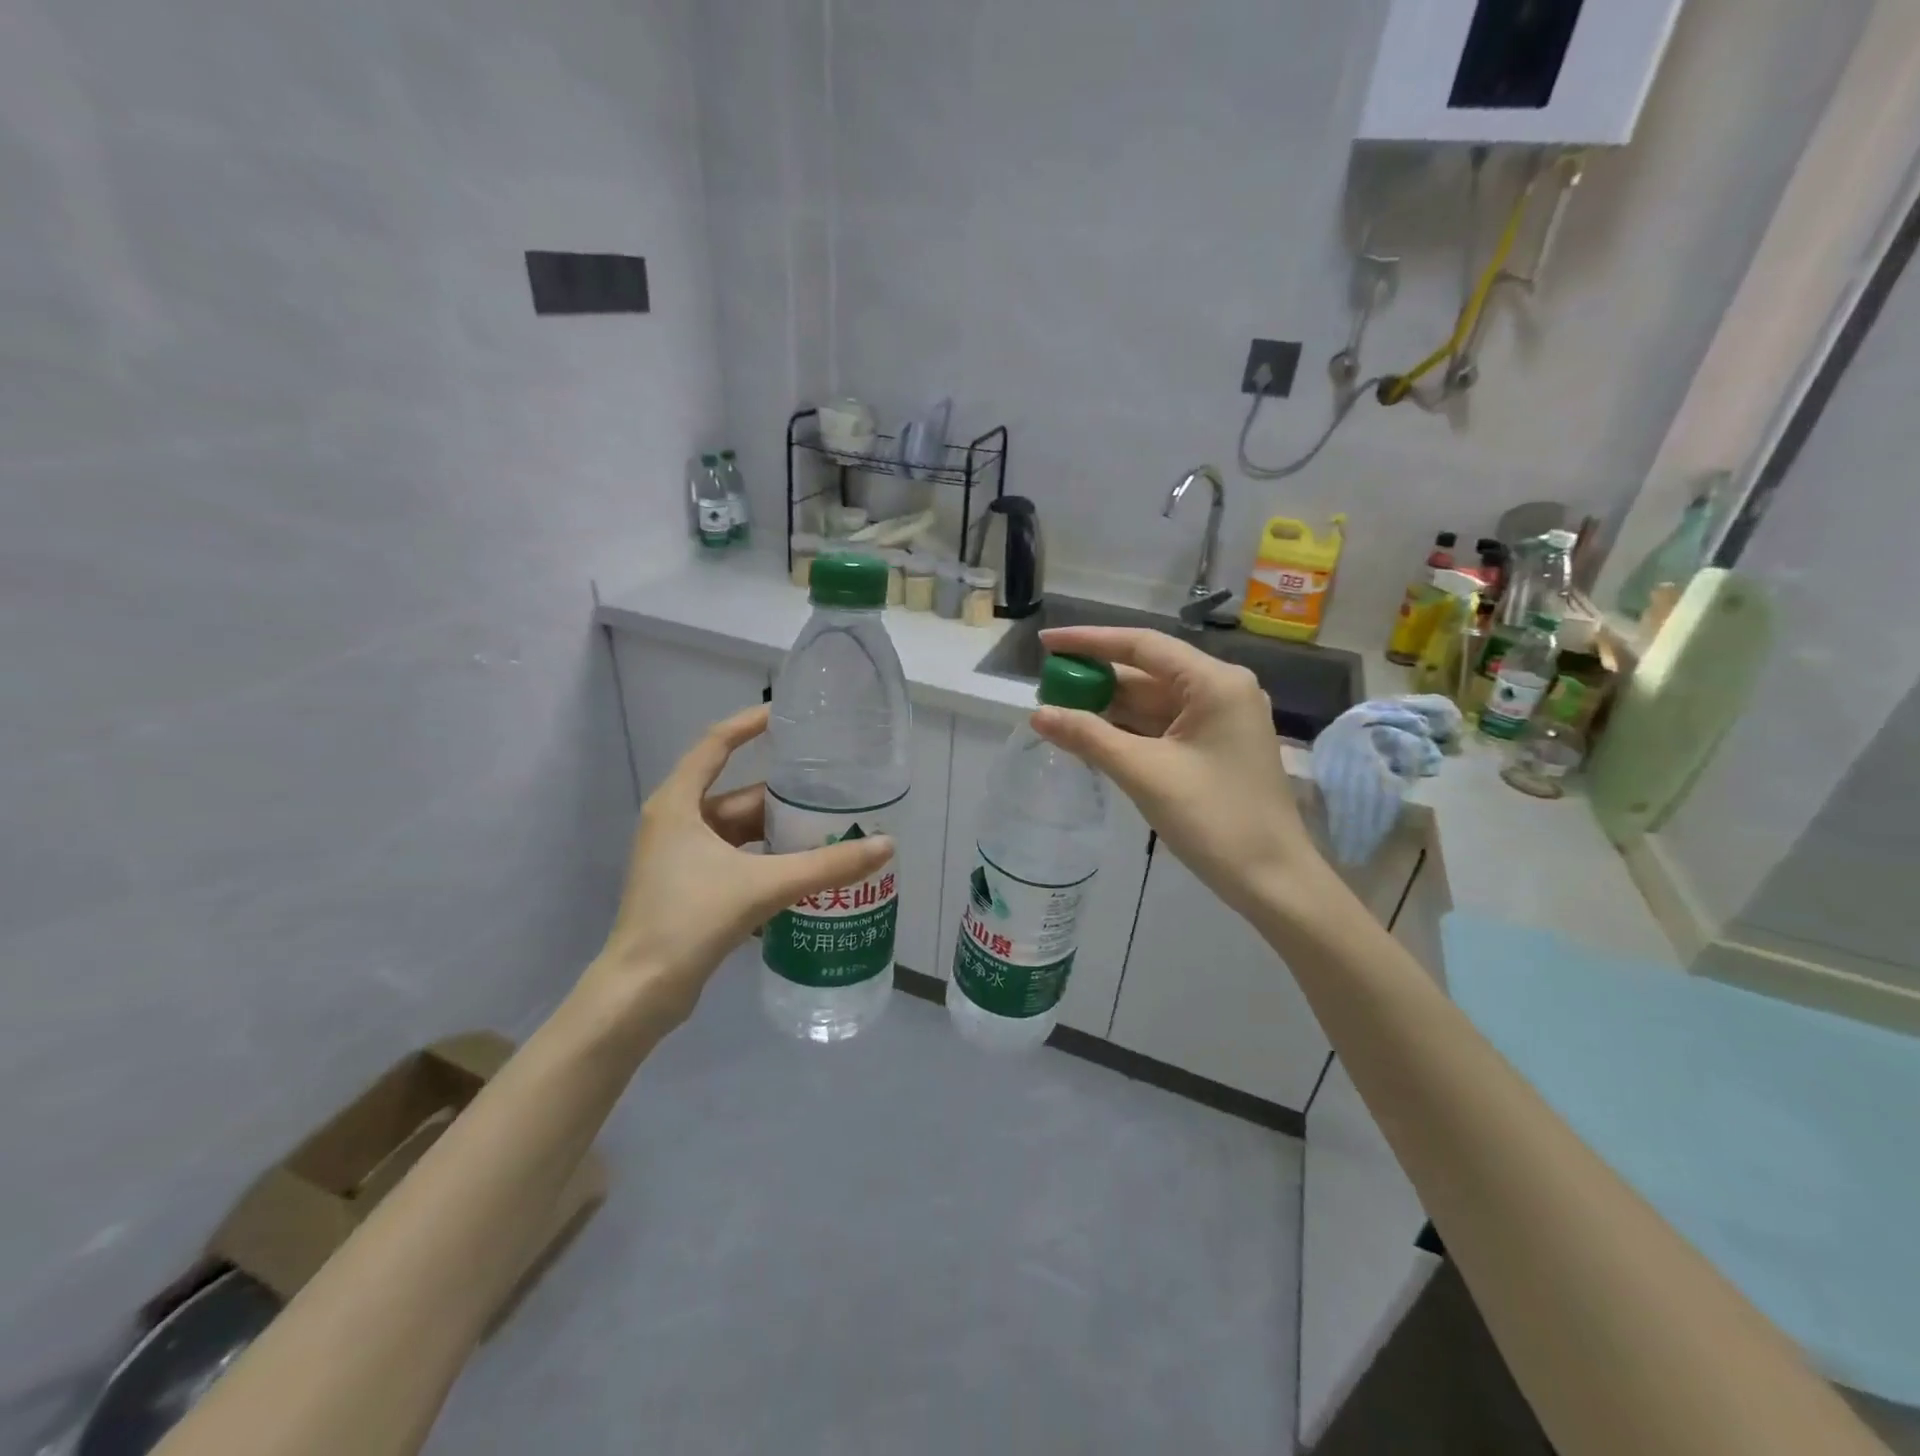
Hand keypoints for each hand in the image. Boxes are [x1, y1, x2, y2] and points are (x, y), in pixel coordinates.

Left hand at [588, 706, 893, 1029]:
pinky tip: (805, 869)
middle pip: (739, 795)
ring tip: (830, 829)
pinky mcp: (689, 887)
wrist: (641, 993)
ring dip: (780, 832)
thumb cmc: (690, 921)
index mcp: (678, 804)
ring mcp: (680, 857)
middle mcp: (676, 822)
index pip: (716, 743)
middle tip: (834, 790)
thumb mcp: (763, 885)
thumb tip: (885, 845)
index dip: (751, 723)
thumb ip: (826, 865)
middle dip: (784, 795)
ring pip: (741, 832)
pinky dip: (768, 860)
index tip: (789, 714)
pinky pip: (737, 859)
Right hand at [1032, 627, 1332, 919]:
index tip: (1046, 644)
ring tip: (1059, 709)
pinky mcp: (1215, 747)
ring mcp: (1220, 720)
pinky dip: (1128, 729)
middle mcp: (1221, 690)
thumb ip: (1088, 736)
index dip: (1089, 641)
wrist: (1272, 879)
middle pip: (1147, 672)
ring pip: (1153, 701)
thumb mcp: (1144, 773)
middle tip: (1047, 685)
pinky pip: (1163, 726)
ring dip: (1109, 706)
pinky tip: (1092, 734)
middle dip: (1097, 678)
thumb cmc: (1213, 819)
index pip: (1142, 646)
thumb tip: (1038, 714)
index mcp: (1214, 682)